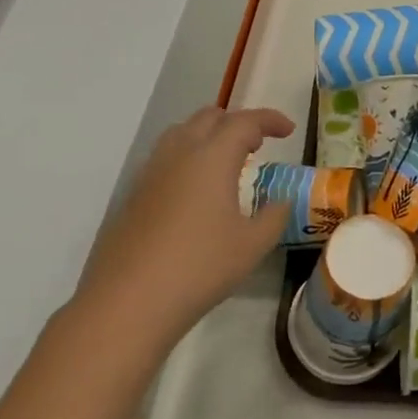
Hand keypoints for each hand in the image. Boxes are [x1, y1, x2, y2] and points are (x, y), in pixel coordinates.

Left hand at [72, 105, 294, 346]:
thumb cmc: (200, 267)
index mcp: (212, 157)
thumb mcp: (252, 245)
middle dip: (237, 123)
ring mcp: (150, 172)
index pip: (244, 122)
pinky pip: (164, 159)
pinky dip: (187, 159)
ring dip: (208, 136)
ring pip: (181, 134)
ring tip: (226, 163)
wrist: (129, 300)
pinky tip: (196, 192)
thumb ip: (273, 216)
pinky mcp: (133, 195)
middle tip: (257, 145)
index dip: (269, 120)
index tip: (288, 130)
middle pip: (208, 118)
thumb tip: (280, 202)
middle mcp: (178, 154)